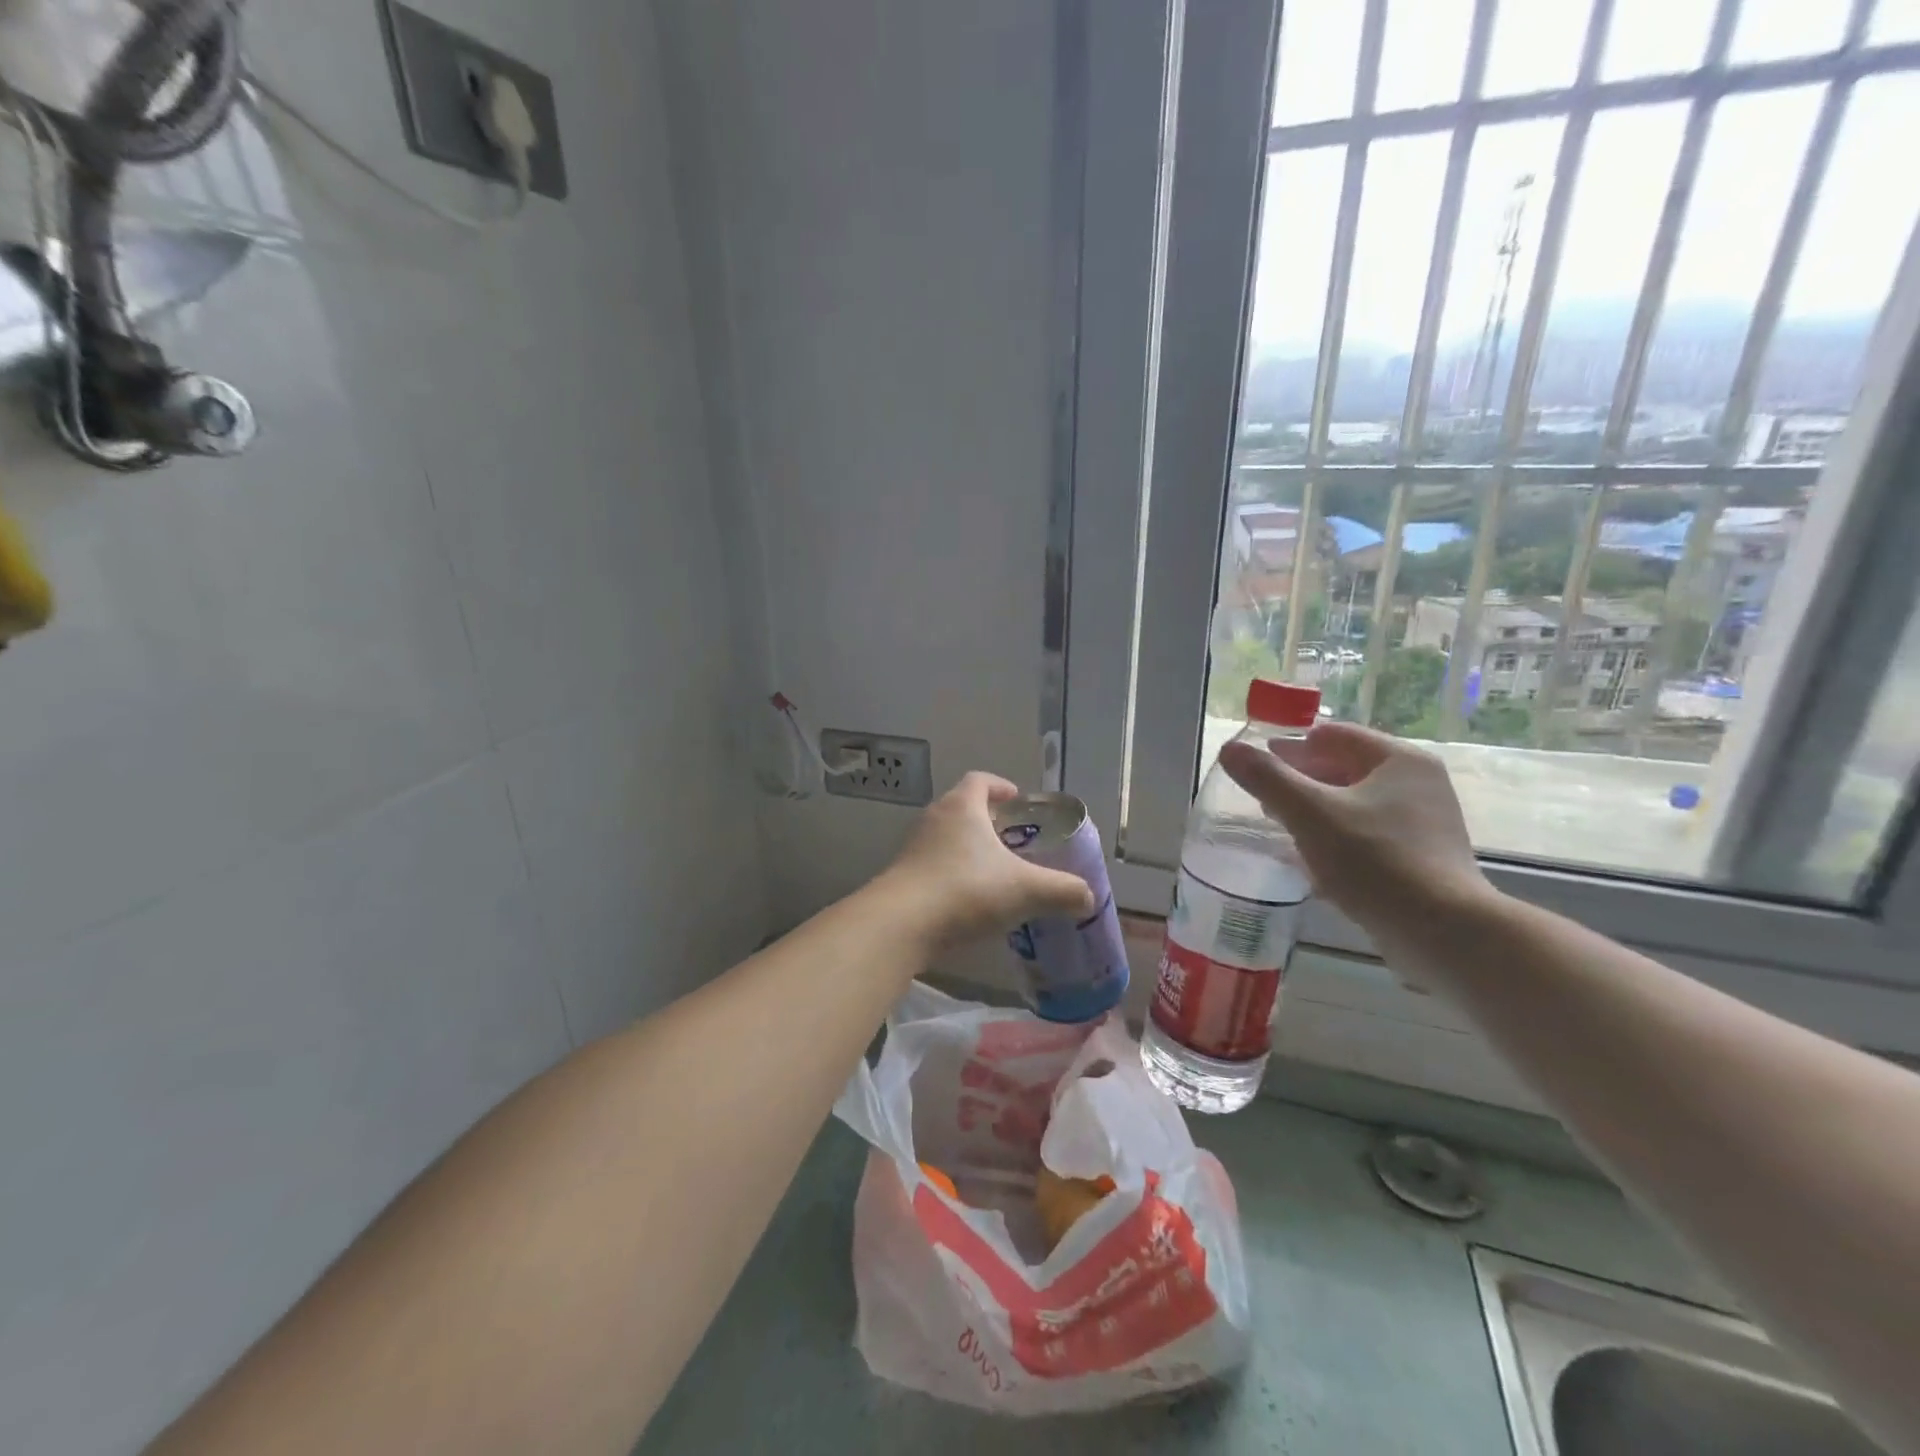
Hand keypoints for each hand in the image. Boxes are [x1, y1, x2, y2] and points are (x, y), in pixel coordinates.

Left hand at [879, 773, 1096, 946]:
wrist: (901, 924)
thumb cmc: (967, 890)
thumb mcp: (1025, 890)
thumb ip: (1062, 891)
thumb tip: (1087, 897)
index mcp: (962, 807)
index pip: (980, 780)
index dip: (1000, 786)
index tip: (1017, 801)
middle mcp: (934, 819)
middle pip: (962, 807)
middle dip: (987, 821)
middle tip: (1012, 840)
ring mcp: (913, 847)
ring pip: (946, 838)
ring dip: (968, 849)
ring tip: (993, 873)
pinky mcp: (902, 876)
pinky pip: (932, 865)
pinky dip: (951, 874)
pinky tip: (967, 901)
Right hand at [1217, 722, 1494, 945]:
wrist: (1443, 933)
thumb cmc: (1375, 860)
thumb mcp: (1309, 814)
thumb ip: (1267, 779)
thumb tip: (1230, 749)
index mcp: (1399, 760)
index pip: (1332, 735)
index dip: (1290, 747)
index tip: (1256, 767)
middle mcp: (1418, 783)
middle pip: (1344, 768)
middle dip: (1300, 781)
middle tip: (1264, 800)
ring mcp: (1423, 822)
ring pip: (1354, 804)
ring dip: (1315, 812)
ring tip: (1282, 830)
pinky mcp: (1421, 857)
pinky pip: (1367, 835)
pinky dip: (1336, 839)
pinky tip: (1312, 863)